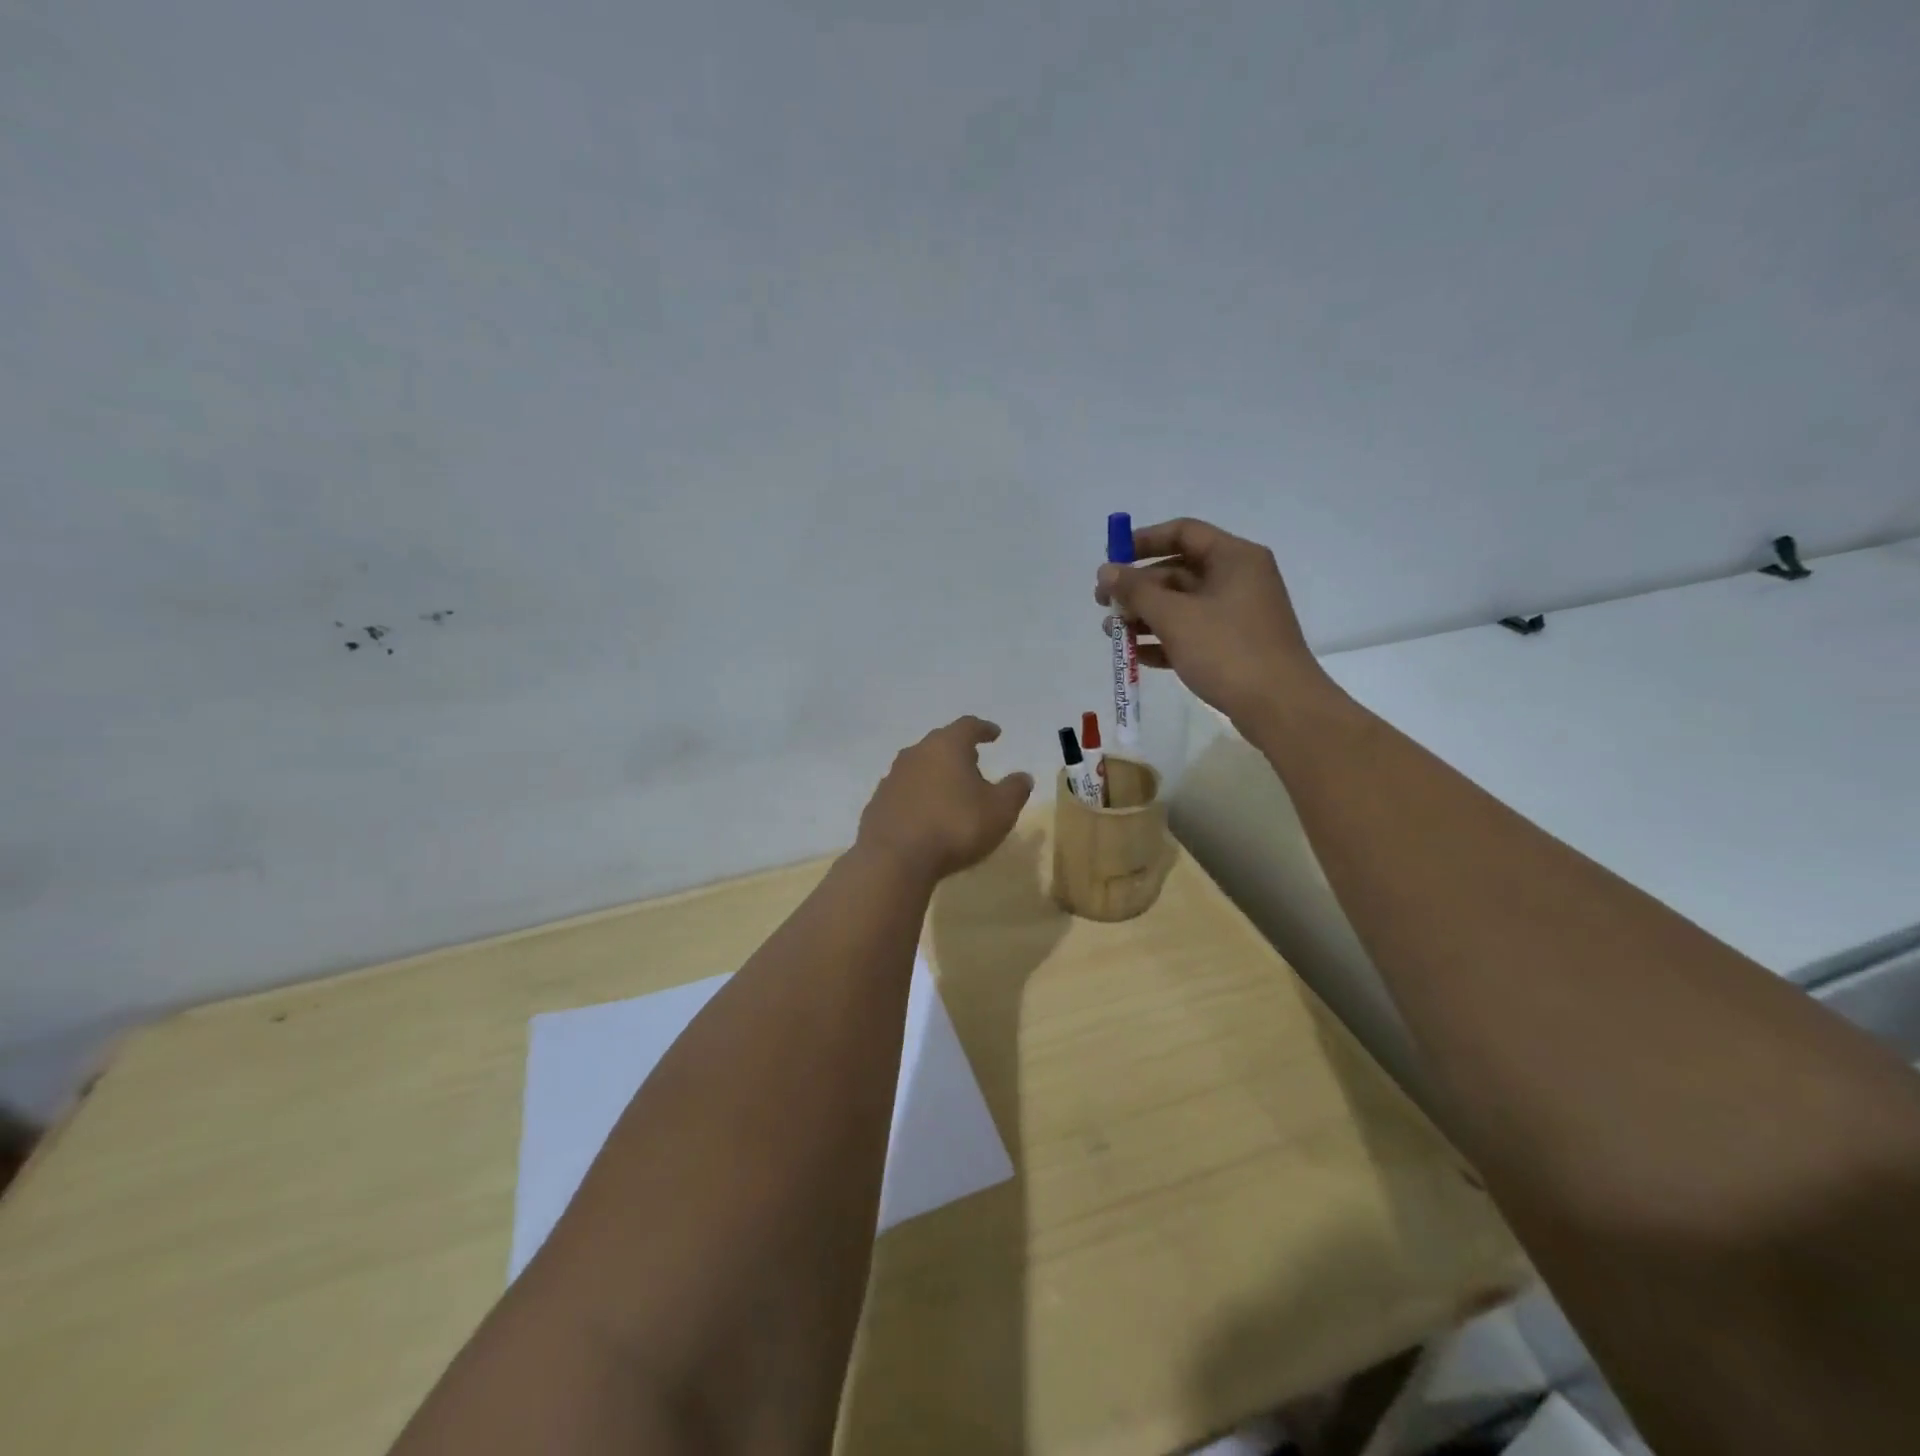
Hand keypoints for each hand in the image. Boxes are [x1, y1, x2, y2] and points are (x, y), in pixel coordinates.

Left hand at [856, 717, 1034, 880]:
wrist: (893, 859)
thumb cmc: (955, 826)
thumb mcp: (1000, 810)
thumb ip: (1014, 790)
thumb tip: (1023, 777)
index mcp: (946, 746)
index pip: (968, 726)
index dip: (983, 729)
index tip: (995, 734)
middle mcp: (916, 754)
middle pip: (940, 744)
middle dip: (959, 751)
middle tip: (974, 763)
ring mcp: (892, 778)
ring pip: (920, 767)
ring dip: (936, 775)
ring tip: (951, 791)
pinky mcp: (878, 803)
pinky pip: (904, 793)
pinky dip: (918, 798)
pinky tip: (926, 815)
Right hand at [1095, 517, 1329, 727]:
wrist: (1279, 706)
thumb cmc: (1227, 650)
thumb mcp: (1175, 617)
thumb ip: (1136, 591)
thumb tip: (1106, 571)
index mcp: (1234, 558)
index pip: (1183, 533)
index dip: (1143, 541)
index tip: (1111, 560)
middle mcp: (1238, 579)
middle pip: (1178, 571)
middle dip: (1138, 587)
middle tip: (1103, 603)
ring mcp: (1237, 614)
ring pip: (1182, 605)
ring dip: (1145, 616)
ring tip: (1112, 633)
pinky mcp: (1234, 646)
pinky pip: (1192, 633)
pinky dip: (1164, 640)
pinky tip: (1136, 656)